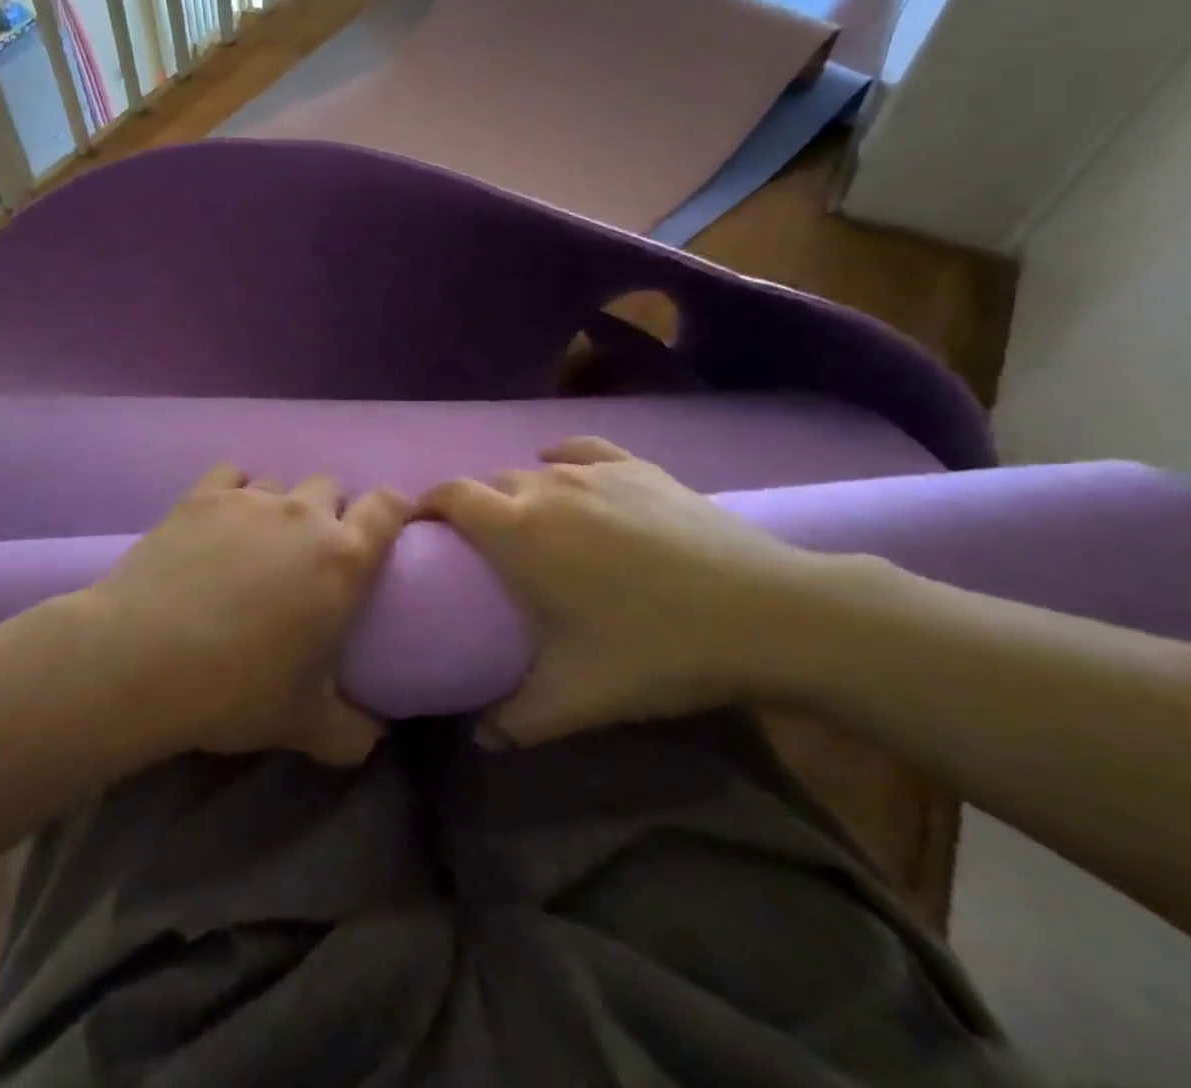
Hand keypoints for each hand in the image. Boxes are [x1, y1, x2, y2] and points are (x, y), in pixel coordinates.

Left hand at [83, 465, 411, 765]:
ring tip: (260, 542)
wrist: (143, 659)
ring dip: (282, 505)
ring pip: (281, 482)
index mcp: (343, 557)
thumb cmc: (237, 690)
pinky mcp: (201, 496)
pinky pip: (232, 474)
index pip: (388, 506)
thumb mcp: (306, 725)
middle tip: (314, 552)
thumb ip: (352, 732)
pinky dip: (235, 490)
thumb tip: (374, 737)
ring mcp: (249, 499)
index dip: (396, 508)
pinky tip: (221, 519)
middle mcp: (303, 514)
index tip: (392, 524)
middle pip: (331, 487)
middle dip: (332, 510)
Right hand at [420, 437, 825, 746]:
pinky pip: (582, 450)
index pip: (450, 495)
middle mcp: (546, 486)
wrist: (770, 614)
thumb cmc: (658, 650)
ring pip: (534, 469)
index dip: (426, 504)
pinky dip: (562, 458)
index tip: (420, 530)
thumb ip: (517, 720)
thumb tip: (480, 740)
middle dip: (475, 509)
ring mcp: (596, 471)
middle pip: (490, 483)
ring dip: (519, 492)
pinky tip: (563, 467)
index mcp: (518, 530)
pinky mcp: (639, 467)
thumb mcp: (579, 697)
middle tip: (483, 551)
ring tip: (531, 526)